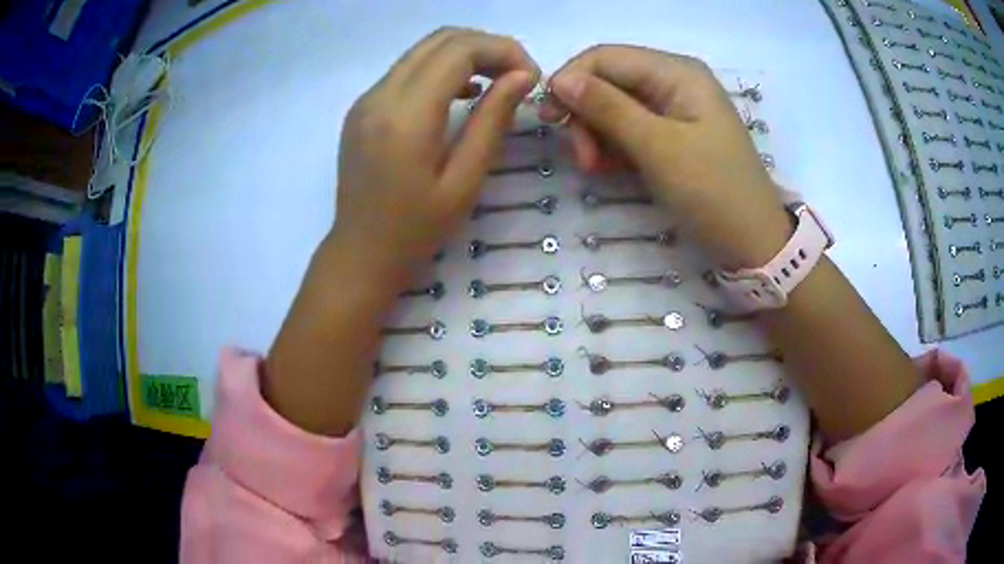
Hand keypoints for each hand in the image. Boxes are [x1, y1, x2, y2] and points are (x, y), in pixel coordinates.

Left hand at [332, 27, 538, 283]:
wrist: (360, 253)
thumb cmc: (416, 230)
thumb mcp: (464, 181)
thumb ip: (492, 121)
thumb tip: (522, 77)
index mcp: (406, 116)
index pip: (459, 50)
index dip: (503, 51)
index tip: (531, 76)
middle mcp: (380, 95)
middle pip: (441, 39)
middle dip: (487, 46)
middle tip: (518, 76)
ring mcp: (366, 99)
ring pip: (423, 51)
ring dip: (465, 55)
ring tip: (497, 82)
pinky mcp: (362, 108)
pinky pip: (407, 70)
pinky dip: (440, 69)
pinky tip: (463, 94)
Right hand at [540, 45, 789, 268]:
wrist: (754, 243)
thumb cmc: (713, 193)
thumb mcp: (659, 148)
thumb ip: (608, 108)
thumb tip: (559, 79)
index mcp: (677, 72)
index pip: (606, 57)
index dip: (571, 80)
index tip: (548, 119)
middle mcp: (674, 82)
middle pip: (609, 81)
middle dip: (586, 114)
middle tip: (582, 159)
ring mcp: (674, 110)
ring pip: (615, 107)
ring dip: (597, 134)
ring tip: (595, 170)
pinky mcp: (673, 136)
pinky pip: (631, 129)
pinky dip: (614, 146)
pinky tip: (610, 169)